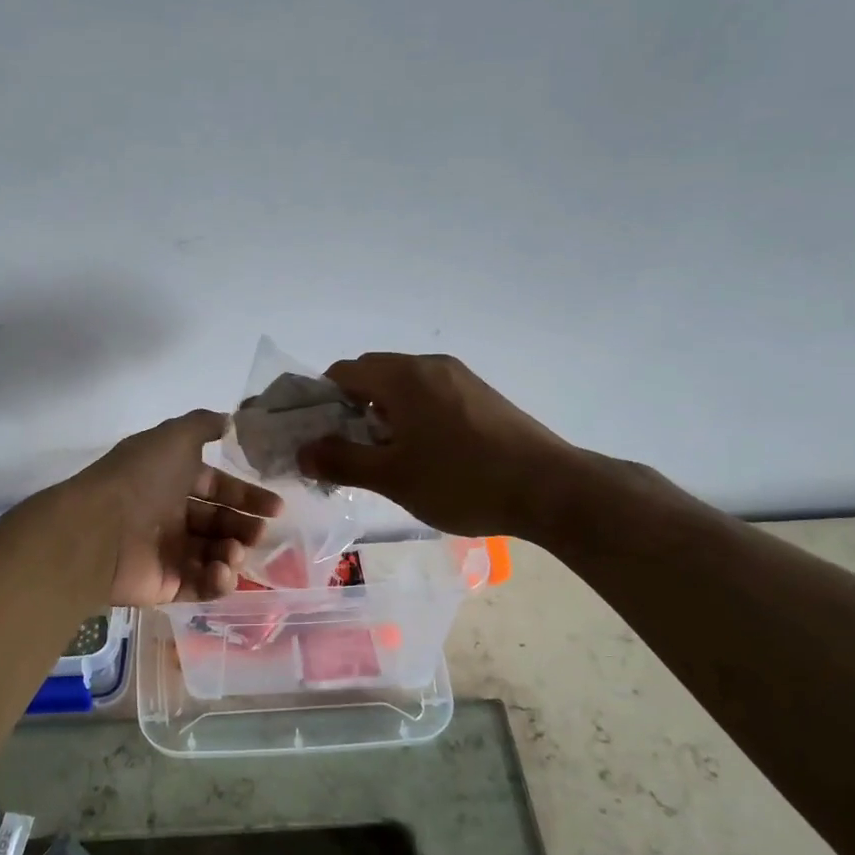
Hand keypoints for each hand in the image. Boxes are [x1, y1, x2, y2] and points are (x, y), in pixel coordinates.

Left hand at [71, 410, 283, 606]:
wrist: (99, 530)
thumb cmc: (141, 478)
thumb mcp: (174, 437)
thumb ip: (203, 425)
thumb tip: (230, 420)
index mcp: (172, 481)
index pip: (217, 489)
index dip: (247, 496)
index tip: (276, 508)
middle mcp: (170, 515)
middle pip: (219, 524)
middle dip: (244, 528)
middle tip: (259, 533)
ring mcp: (167, 552)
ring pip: (213, 555)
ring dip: (233, 553)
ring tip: (234, 552)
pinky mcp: (165, 585)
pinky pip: (200, 585)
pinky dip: (217, 580)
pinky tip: (222, 571)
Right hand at [297, 353, 583, 541]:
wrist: (551, 489)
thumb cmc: (462, 480)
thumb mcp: (392, 477)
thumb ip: (341, 460)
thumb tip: (303, 451)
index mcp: (403, 376)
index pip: (343, 372)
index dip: (321, 401)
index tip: (318, 436)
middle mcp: (430, 365)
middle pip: (373, 374)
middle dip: (351, 408)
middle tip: (349, 450)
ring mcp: (460, 378)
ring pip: (404, 386)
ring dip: (383, 413)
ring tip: (387, 456)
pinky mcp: (482, 396)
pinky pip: (431, 395)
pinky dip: (413, 415)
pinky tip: (425, 453)